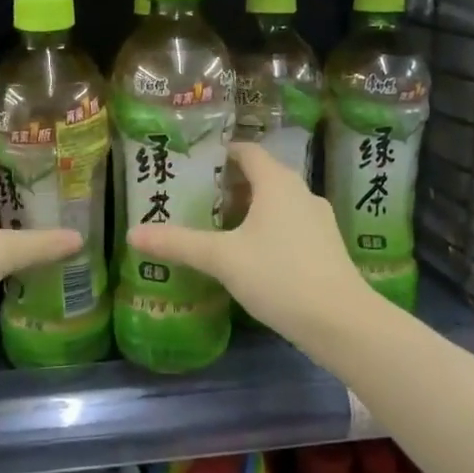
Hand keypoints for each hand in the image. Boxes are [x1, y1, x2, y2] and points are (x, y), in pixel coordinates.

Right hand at [127, 140, 374, 350]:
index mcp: (277, 182)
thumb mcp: (222, 258)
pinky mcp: (326, 246)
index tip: (193, 165)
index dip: (220, 154)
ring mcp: (318, 220)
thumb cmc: (279, 275)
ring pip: (276, 203)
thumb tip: (132, 234)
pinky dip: (267, 229)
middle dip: (228, 185)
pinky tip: (249, 255)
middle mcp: (301, 192)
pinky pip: (290, 224)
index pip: (246, 151)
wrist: (341, 321)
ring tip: (216, 228)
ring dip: (248, 209)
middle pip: (261, 176)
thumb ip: (178, 243)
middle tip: (195, 199)